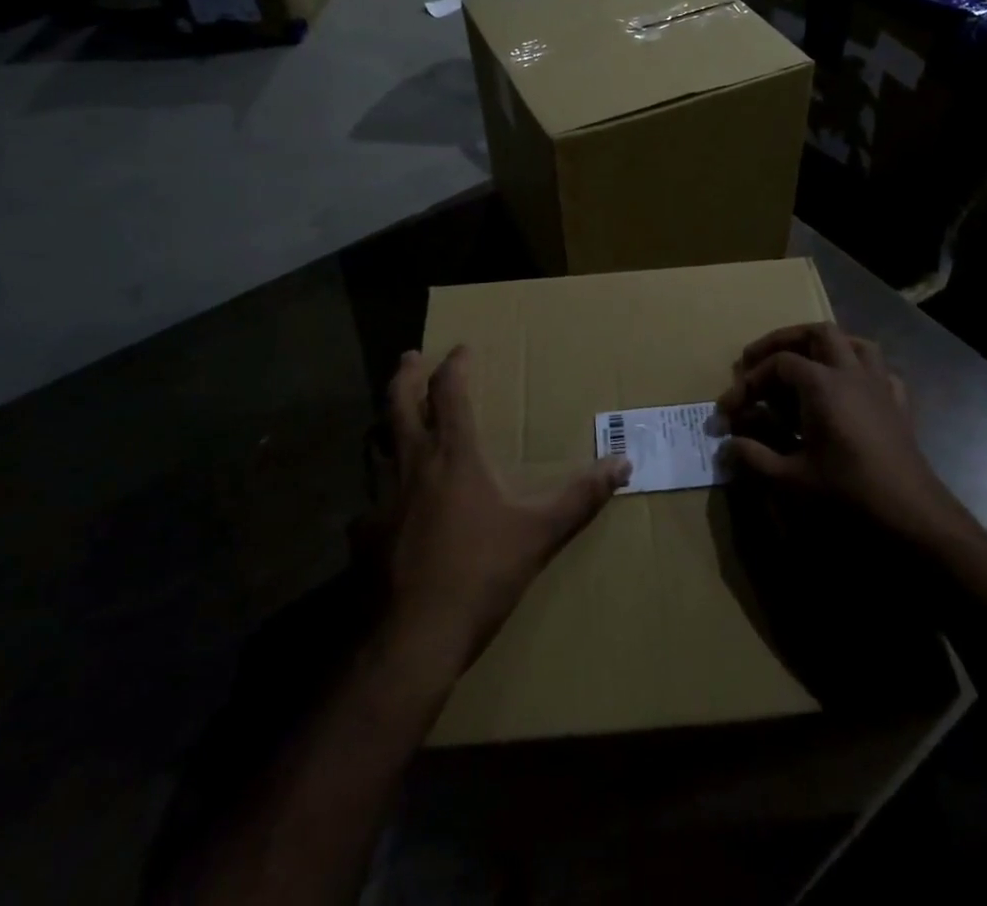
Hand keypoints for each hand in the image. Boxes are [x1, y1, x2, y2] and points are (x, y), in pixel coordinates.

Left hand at [377, 346, 630, 675]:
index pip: (449, 391)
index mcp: (453, 455)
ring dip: (384, 424)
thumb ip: (580, 496)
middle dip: (405, 374)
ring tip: (391, 419)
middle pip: (398, 403)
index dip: (455, 365)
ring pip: (375, 445)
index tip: (462, 349)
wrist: (413, 638)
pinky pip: (369, 499)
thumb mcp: (539, 533)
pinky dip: (378, 491)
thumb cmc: (480, 573)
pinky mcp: (363, 534)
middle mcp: (412, 464)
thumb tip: (623, 464)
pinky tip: (386, 509)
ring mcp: (380, 499)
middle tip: (410, 355)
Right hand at [716, 323, 971, 548]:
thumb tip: (727, 446)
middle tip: (758, 363)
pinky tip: (849, 391)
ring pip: (854, 343)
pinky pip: (880, 372)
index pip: (777, 365)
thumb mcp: (791, 480)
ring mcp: (880, 386)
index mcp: (822, 384)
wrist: (914, 518)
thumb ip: (754, 457)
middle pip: (817, 334)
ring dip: (825, 347)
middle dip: (784, 342)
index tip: (726, 411)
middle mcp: (851, 373)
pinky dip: (859, 372)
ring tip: (803, 365)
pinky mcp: (899, 406)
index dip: (747, 383)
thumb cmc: (849, 495)